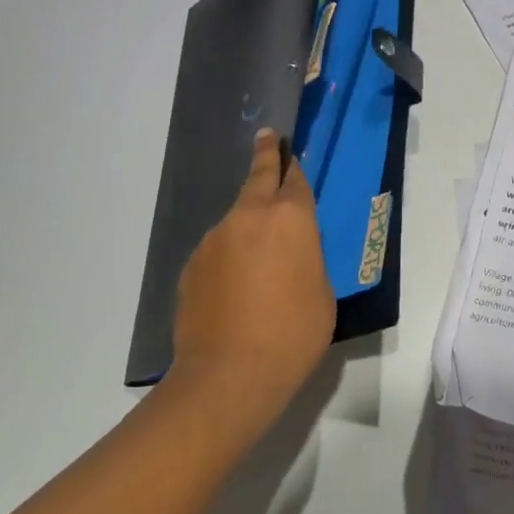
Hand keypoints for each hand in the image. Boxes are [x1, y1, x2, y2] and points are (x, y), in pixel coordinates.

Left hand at [169, 128, 334, 432]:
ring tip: (258, 260)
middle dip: (265, 154)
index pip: (294, 178)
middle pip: (258, 176)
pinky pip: (217, 250)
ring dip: (248, 224)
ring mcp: (214, 238)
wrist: (228, 376)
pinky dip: (228, 256)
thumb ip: (307, 260)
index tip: (290, 153)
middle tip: (267, 136)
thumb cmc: (292, 334)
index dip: (295, 166)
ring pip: (236, 218)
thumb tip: (290, 254)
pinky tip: (234, 288)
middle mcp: (248, 216)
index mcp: (290, 218)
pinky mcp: (191, 264)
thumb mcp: (322, 294)